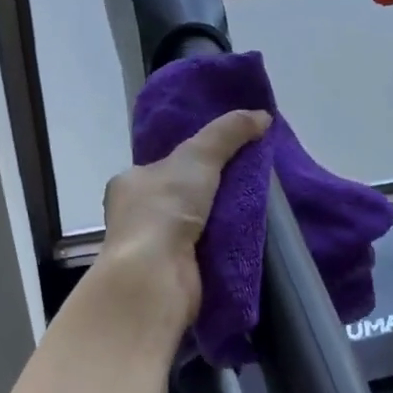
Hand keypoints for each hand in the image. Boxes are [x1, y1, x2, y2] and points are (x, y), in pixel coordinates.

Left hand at [97, 109, 270, 327]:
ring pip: (191, 227)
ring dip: (216, 222)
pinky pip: (201, 254)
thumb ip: (228, 132)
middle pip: (178, 197)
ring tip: (253, 210)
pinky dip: (220, 247)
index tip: (223, 159)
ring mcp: (149, 249)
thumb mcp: (199, 156)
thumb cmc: (165, 209)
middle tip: (245, 184)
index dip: (191, 161)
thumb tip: (263, 116)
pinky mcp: (169, 276)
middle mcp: (134, 216)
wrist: (156, 276)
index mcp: (129, 183)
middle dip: (208, 193)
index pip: (162, 167)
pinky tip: (243, 240)